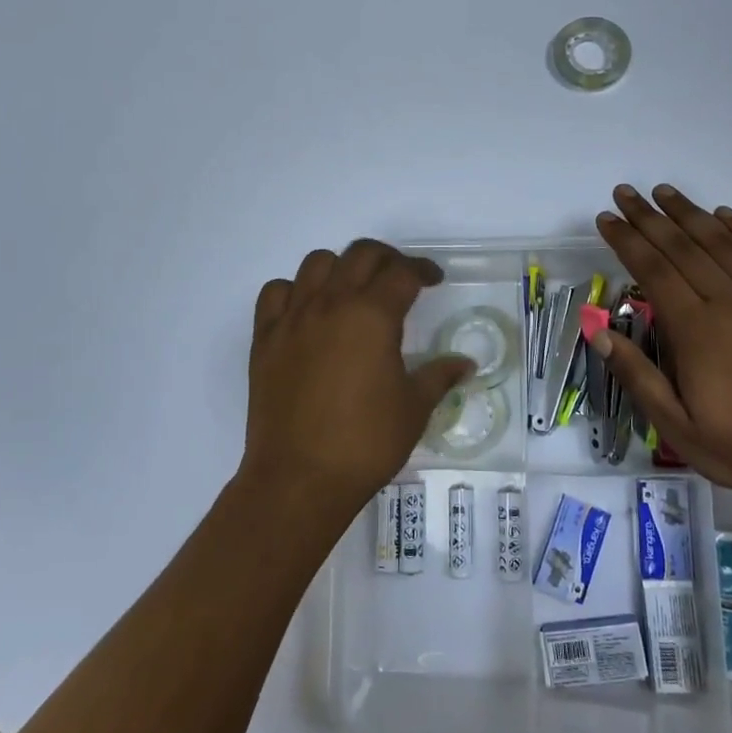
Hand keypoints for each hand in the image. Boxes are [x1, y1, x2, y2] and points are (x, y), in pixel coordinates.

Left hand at [240, 240, 473, 523]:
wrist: (299, 478)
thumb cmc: (366, 443)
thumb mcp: (414, 409)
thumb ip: (439, 376)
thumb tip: (466, 364)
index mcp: (373, 316)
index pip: (402, 273)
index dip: (423, 270)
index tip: (434, 280)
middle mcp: (332, 304)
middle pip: (361, 254)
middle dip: (387, 258)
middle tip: (400, 278)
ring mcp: (294, 318)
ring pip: (316, 263)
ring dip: (340, 267)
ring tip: (352, 291)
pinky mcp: (265, 338)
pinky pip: (276, 292)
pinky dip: (295, 290)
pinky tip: (308, 311)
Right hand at [593, 184, 731, 500]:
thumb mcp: (675, 425)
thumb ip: (636, 374)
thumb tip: (596, 329)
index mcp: (696, 329)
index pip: (652, 269)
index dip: (626, 239)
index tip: (605, 219)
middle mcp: (729, 302)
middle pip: (682, 245)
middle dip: (649, 216)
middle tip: (624, 192)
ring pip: (720, 241)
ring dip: (689, 212)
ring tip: (663, 191)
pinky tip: (724, 214)